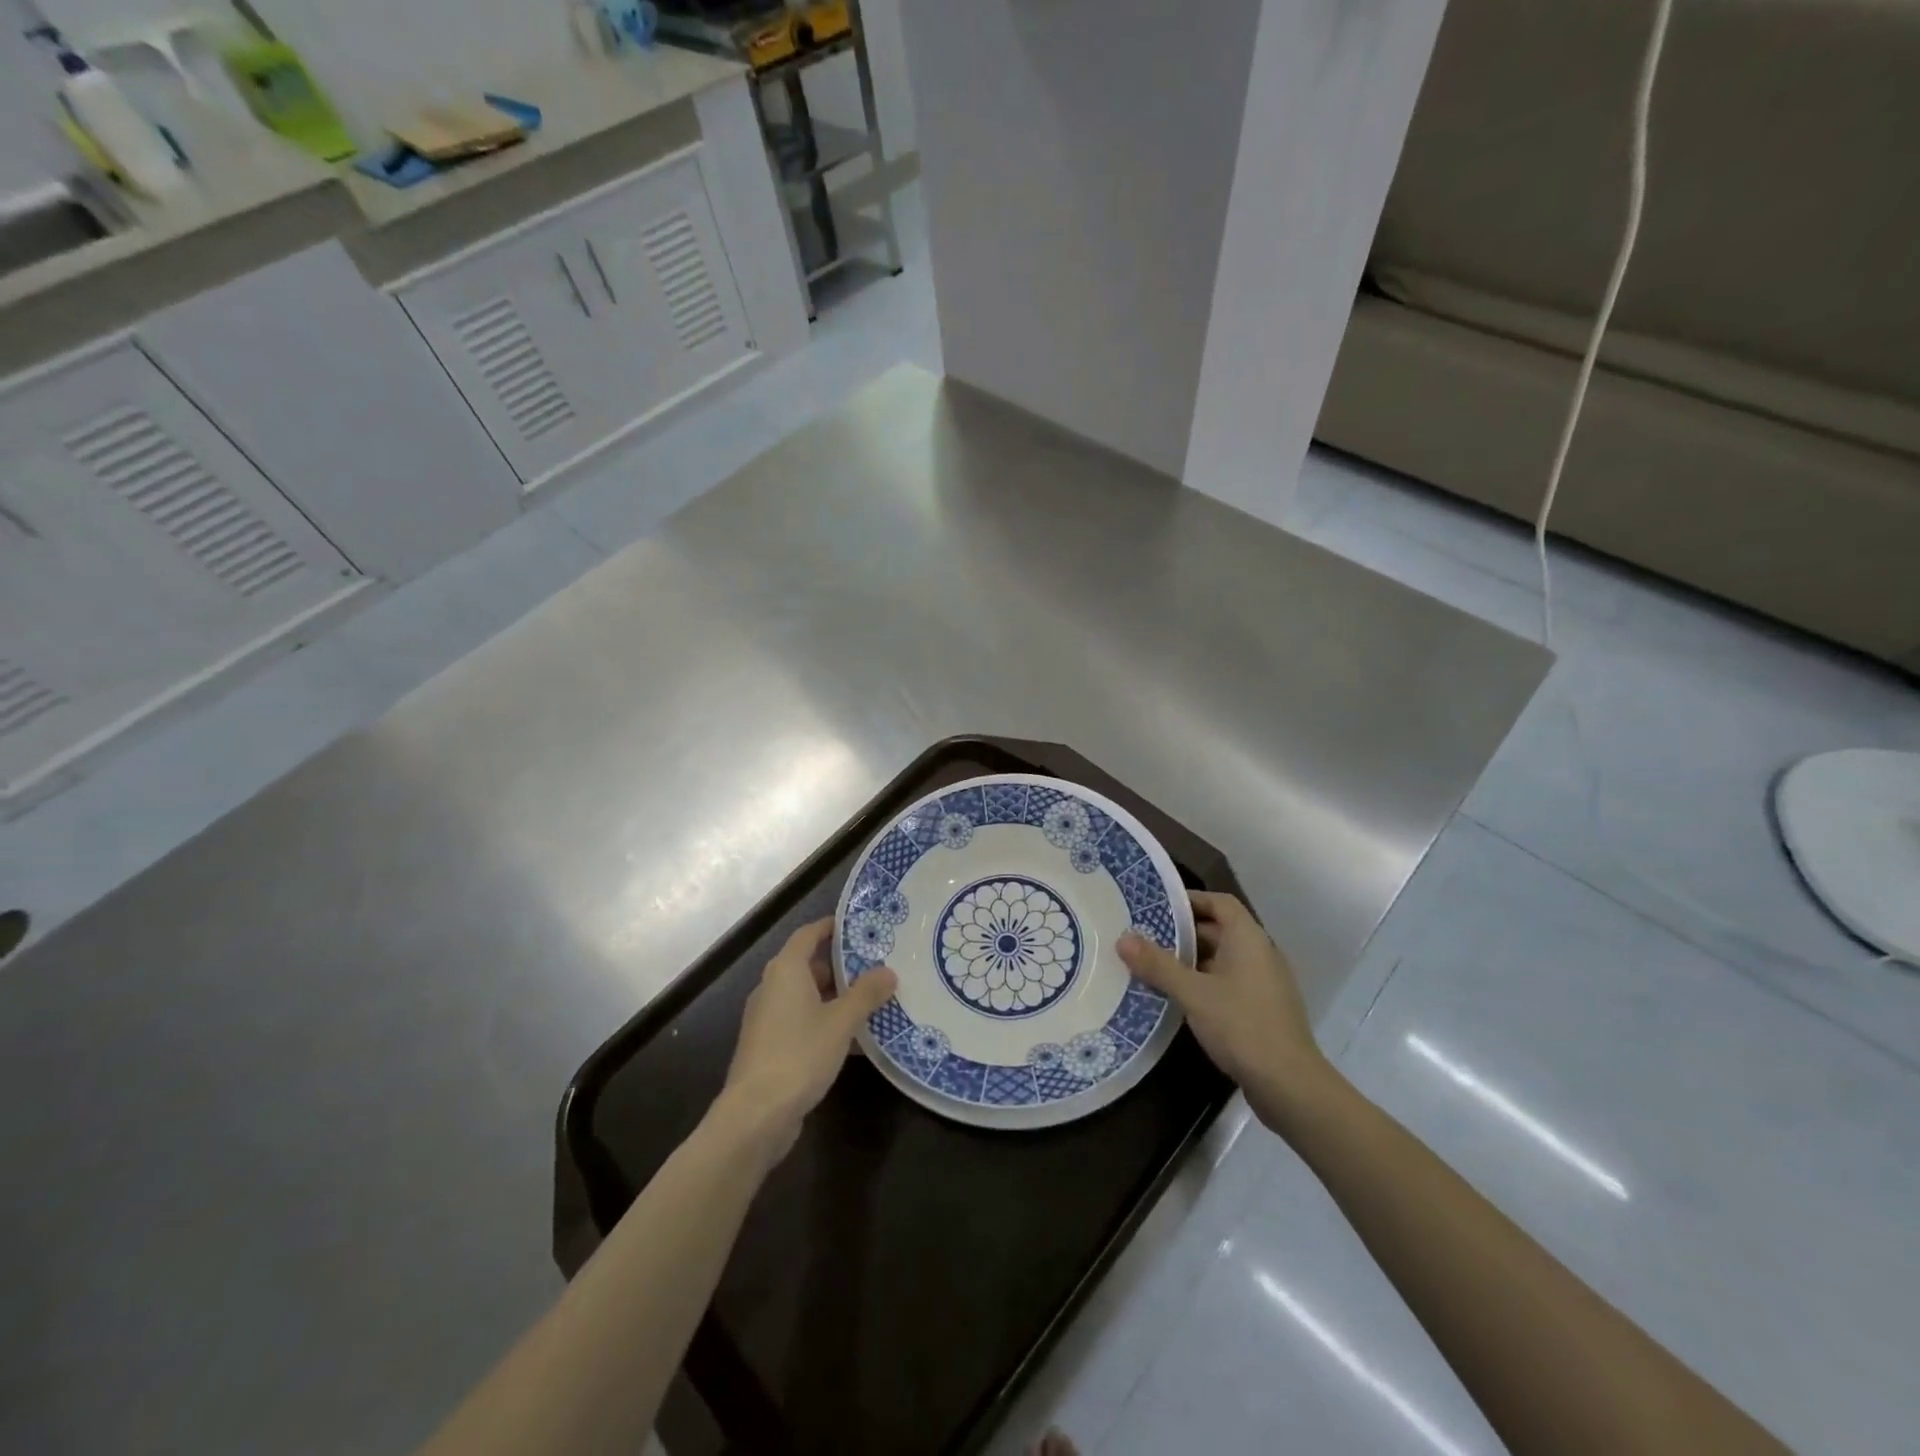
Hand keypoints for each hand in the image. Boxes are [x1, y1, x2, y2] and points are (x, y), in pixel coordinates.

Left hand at [716, 918, 897, 1163]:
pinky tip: (854, 1039)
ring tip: (872, 1000)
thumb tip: (889, 971)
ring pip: (807, 996)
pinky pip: (802, 1022)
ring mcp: (768, 1019)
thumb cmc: (799, 1055)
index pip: (808, 934)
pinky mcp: (770, 1047)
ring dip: (836, 997)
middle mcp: (773, 988)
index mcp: (786, 971)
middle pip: (808, 965)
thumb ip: (866, 994)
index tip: (858, 925)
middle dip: (841, 965)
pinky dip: (826, 1021)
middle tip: (876, 965)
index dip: (831, 927)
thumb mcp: (841, 1022)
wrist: (756, 1115)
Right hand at [1118, 892, 1332, 1127]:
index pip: (1220, 903)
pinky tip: (1179, 999)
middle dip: (1182, 933)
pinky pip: (1228, 983)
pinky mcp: (1263, 1010)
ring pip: (1222, 960)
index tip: (1157, 906)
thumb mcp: (1193, 993)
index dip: (1190, 900)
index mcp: (1249, 939)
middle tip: (1144, 937)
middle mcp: (1261, 954)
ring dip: (1191, 961)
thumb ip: (1158, 965)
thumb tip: (1123, 938)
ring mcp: (1265, 984)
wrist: (1290, 1086)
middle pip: (1219, 931)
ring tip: (1153, 967)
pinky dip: (1204, 983)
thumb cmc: (1242, 1026)